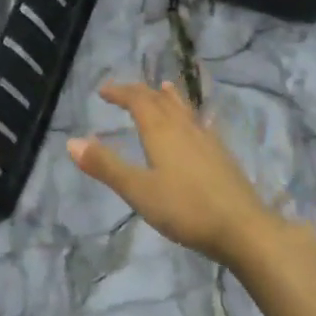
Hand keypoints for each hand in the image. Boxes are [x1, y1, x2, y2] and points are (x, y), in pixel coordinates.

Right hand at [67, 80, 285, 266]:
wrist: (243, 228)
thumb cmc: (185, 209)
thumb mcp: (138, 190)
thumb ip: (106, 166)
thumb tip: (71, 141)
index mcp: (161, 131)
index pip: (138, 100)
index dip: (120, 92)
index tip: (102, 91)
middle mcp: (184, 127)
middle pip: (160, 100)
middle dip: (140, 93)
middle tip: (123, 93)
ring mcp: (207, 140)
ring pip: (183, 109)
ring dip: (168, 97)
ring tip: (163, 87)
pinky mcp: (222, 155)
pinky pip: (199, 123)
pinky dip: (188, 114)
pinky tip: (197, 125)